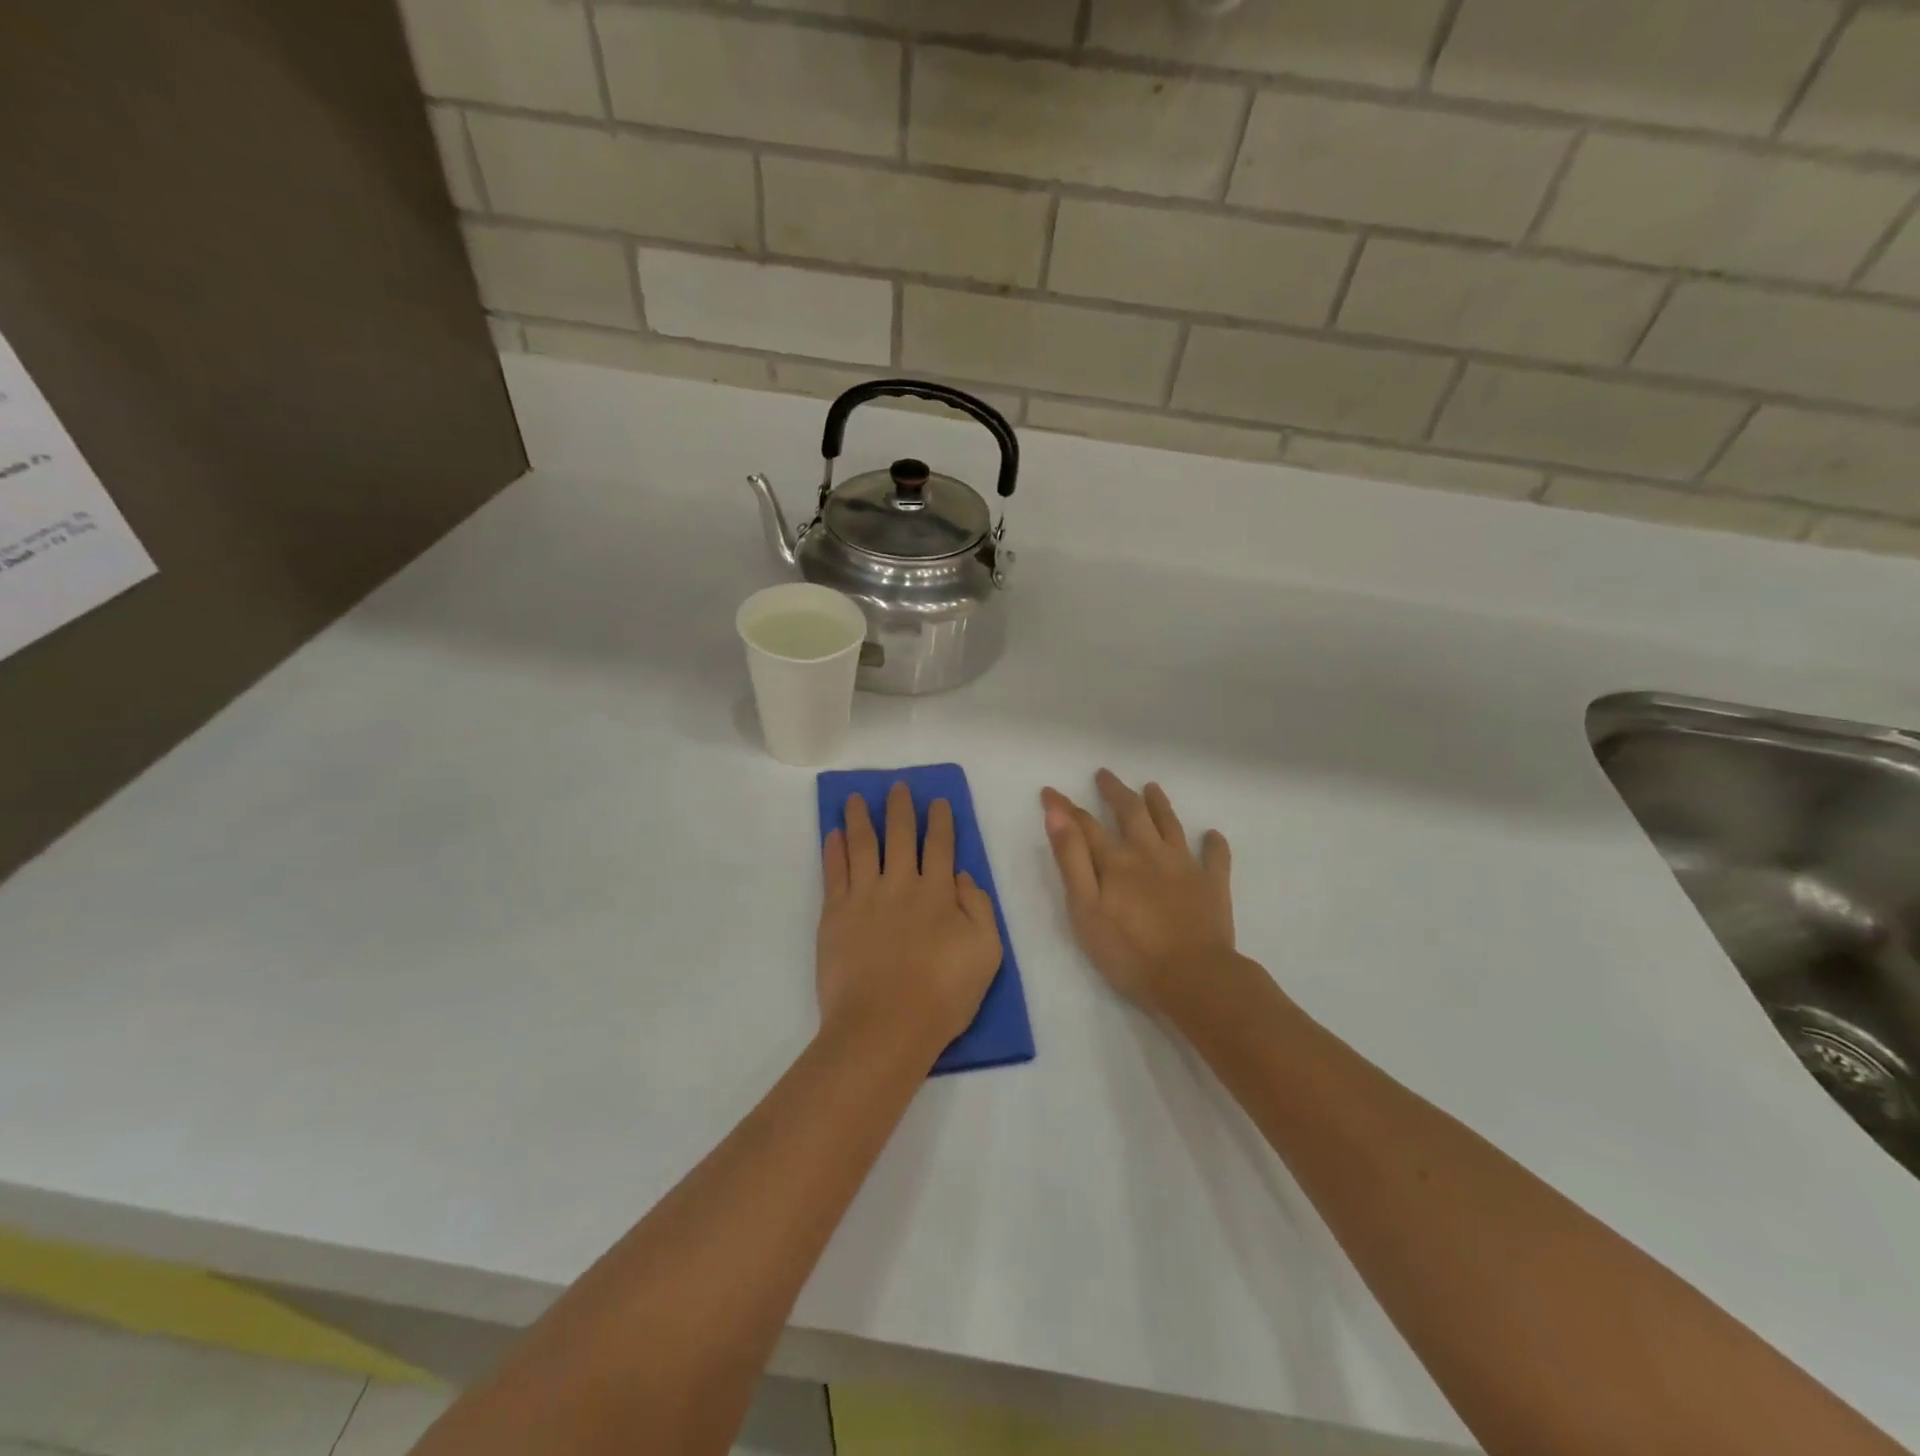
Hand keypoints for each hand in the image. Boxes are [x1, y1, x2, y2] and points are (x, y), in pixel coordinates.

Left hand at [818, 782, 1003, 1056]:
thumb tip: (960, 874)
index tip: (937, 801)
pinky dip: (834, 850)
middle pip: (899, 835)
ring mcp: (864, 897)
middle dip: (900, 808)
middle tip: (897, 786)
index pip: (940, 845)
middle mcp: (900, 884)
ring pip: (862, 845)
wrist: (885, 1026)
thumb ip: (978, 906)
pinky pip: (834, 872)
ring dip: (860, 818)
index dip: (940, 820)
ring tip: (855, 797)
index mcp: (937, 892)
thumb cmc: (943, 994)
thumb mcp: (986, 952)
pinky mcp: (835, 915)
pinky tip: (833, 834)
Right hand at [1041, 771, 1234, 1011]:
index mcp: (1116, 860)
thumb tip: (1057, 814)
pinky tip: (1212, 835)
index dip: (1065, 808)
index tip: (1050, 792)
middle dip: (1115, 792)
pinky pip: (1215, 858)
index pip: (1085, 825)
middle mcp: (1150, 853)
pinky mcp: (1212, 885)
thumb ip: (1071, 859)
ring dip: (1160, 804)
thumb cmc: (1129, 951)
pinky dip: (1213, 844)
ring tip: (1152, 787)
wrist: (1193, 978)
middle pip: (1131, 813)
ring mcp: (1185, 866)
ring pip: (1170, 825)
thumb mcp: (1086, 909)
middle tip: (1105, 775)